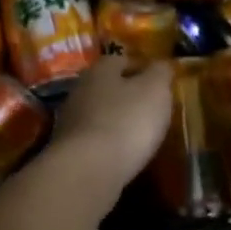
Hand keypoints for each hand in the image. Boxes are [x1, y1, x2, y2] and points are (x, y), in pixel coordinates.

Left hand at [47, 54, 173, 194]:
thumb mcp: (155, 90)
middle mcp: (80, 90)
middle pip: (108, 87)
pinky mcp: (69, 150)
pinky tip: (123, 153)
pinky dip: (109, 143)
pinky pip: (95, 140)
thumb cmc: (127, 121)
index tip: (160, 81)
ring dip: (117, 120)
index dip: (142, 67)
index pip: (122, 60)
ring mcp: (70, 122)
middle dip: (127, 95)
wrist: (88, 169)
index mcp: (100, 70)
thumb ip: (160, 73)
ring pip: (99, 113)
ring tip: (140, 133)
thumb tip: (161, 64)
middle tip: (151, 107)